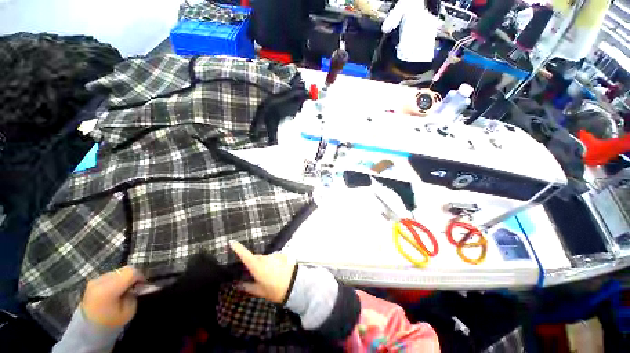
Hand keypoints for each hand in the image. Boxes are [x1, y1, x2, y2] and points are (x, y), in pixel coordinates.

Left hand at [81, 266, 143, 327]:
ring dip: (124, 277)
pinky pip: (110, 275)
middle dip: (133, 276)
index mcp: (109, 289)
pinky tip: (115, 289)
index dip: (140, 277)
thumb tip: (135, 286)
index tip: (142, 286)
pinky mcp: (92, 281)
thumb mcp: (128, 310)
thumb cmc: (111, 321)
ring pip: (118, 270)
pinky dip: (117, 279)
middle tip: (134, 286)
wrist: (88, 328)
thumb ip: (133, 294)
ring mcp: (94, 280)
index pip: (131, 272)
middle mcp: (100, 281)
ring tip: (124, 289)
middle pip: (124, 269)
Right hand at [230, 240, 296, 303]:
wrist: (294, 284)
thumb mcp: (259, 291)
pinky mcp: (281, 255)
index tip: (232, 242)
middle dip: (253, 264)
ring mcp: (274, 255)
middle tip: (254, 275)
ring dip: (264, 264)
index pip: (245, 255)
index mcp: (257, 266)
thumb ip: (247, 287)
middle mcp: (265, 258)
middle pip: (255, 258)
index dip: (238, 248)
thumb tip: (238, 284)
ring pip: (265, 259)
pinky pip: (273, 258)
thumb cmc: (275, 290)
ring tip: (269, 276)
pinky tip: (277, 271)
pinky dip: (272, 263)